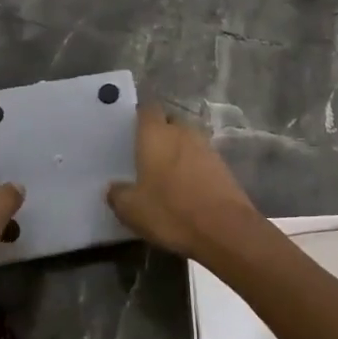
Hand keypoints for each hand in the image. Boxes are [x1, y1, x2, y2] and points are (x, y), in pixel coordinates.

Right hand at [106, 107, 261, 261]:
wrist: (224, 228)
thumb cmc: (171, 211)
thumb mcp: (132, 210)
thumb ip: (118, 194)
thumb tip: (113, 188)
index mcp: (156, 134)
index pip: (147, 110)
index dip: (139, 117)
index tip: (131, 131)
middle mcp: (182, 132)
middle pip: (169, 121)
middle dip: (159, 132)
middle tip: (146, 153)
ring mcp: (206, 147)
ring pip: (187, 139)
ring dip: (178, 150)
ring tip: (166, 171)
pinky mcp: (223, 165)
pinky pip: (201, 157)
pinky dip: (193, 166)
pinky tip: (186, 186)